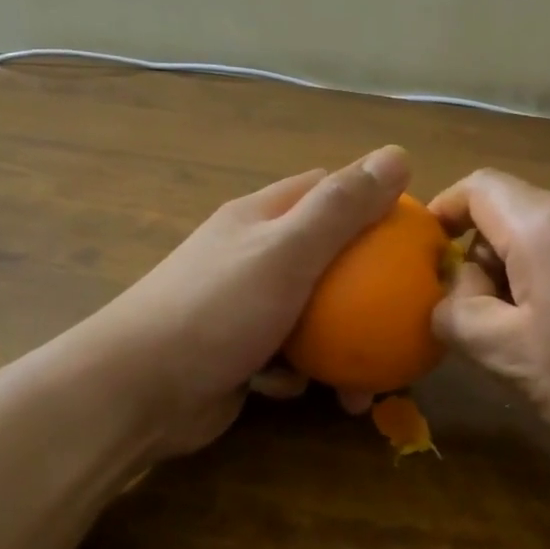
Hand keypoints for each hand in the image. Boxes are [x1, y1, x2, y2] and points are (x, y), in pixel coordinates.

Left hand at [72, 145, 411, 460]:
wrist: (136, 392)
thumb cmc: (216, 310)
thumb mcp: (287, 252)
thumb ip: (342, 208)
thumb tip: (399, 156)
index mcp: (261, 217)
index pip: (327, 191)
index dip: (372, 204)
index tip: (412, 234)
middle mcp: (254, 254)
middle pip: (327, 258)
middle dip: (364, 290)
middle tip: (401, 320)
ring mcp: (244, 305)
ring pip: (312, 315)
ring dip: (338, 346)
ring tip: (363, 387)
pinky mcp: (239, 352)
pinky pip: (287, 355)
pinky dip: (297, 373)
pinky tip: (295, 389)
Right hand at [429, 170, 549, 476]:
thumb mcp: (513, 358)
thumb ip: (458, 317)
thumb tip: (448, 294)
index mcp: (547, 221)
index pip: (476, 187)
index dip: (442, 215)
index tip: (429, 263)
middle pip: (512, 211)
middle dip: (484, 257)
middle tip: (482, 319)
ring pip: (549, 231)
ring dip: (523, 270)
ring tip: (532, 332)